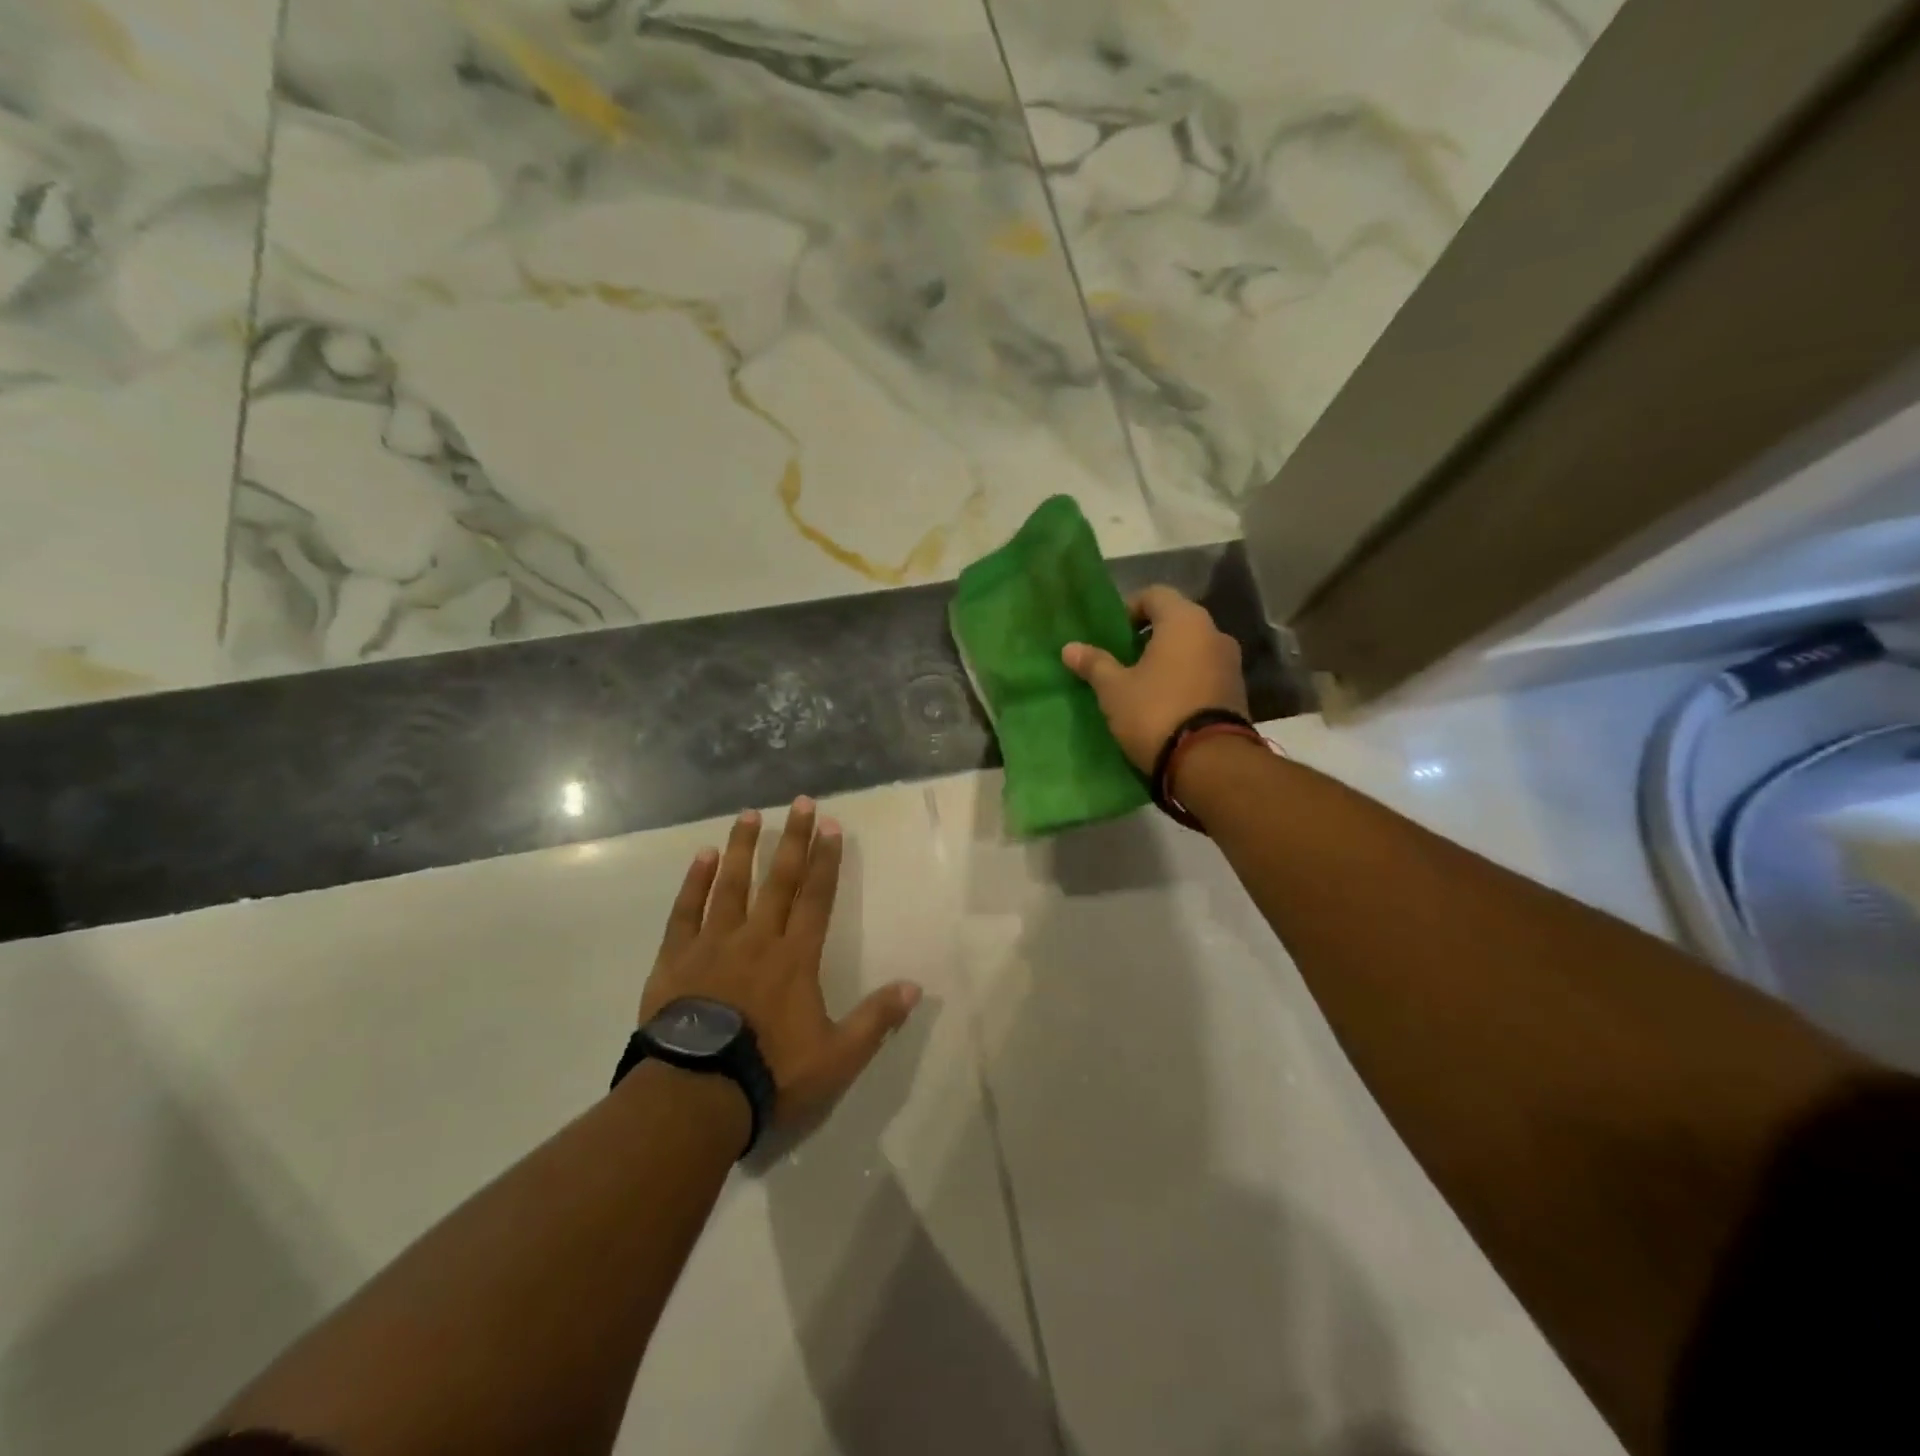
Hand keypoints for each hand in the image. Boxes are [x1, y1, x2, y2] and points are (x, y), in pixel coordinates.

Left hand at [640, 798, 921, 1129]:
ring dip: (742, 848)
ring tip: (749, 814)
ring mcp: (712, 945)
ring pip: (731, 885)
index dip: (826, 860)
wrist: (695, 1095)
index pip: (816, 897)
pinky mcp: (675, 960)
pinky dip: (695, 883)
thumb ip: (876, 1020)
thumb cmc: (771, 1074)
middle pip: (778, 880)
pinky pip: (686, 912)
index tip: (831, 826)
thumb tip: (914, 987)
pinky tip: (702, 857)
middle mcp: (757, 939)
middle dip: (792, 840)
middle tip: (800, 802)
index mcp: (795, 958)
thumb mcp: (837, 1057)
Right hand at [1062, 585, 1248, 773]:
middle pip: (1175, 622)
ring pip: (1190, 649)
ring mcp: (1230, 663)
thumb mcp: (1114, 689)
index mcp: (1185, 621)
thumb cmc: (1155, 712)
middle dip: (1146, 637)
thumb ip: (1094, 664)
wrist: (1209, 762)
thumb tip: (1070, 648)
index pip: (1154, 595)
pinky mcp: (1236, 692)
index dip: (1128, 609)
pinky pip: (1203, 673)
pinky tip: (1162, 703)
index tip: (1110, 635)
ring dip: (1166, 660)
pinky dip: (1183, 679)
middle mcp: (1214, 633)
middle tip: (1120, 660)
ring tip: (1138, 685)